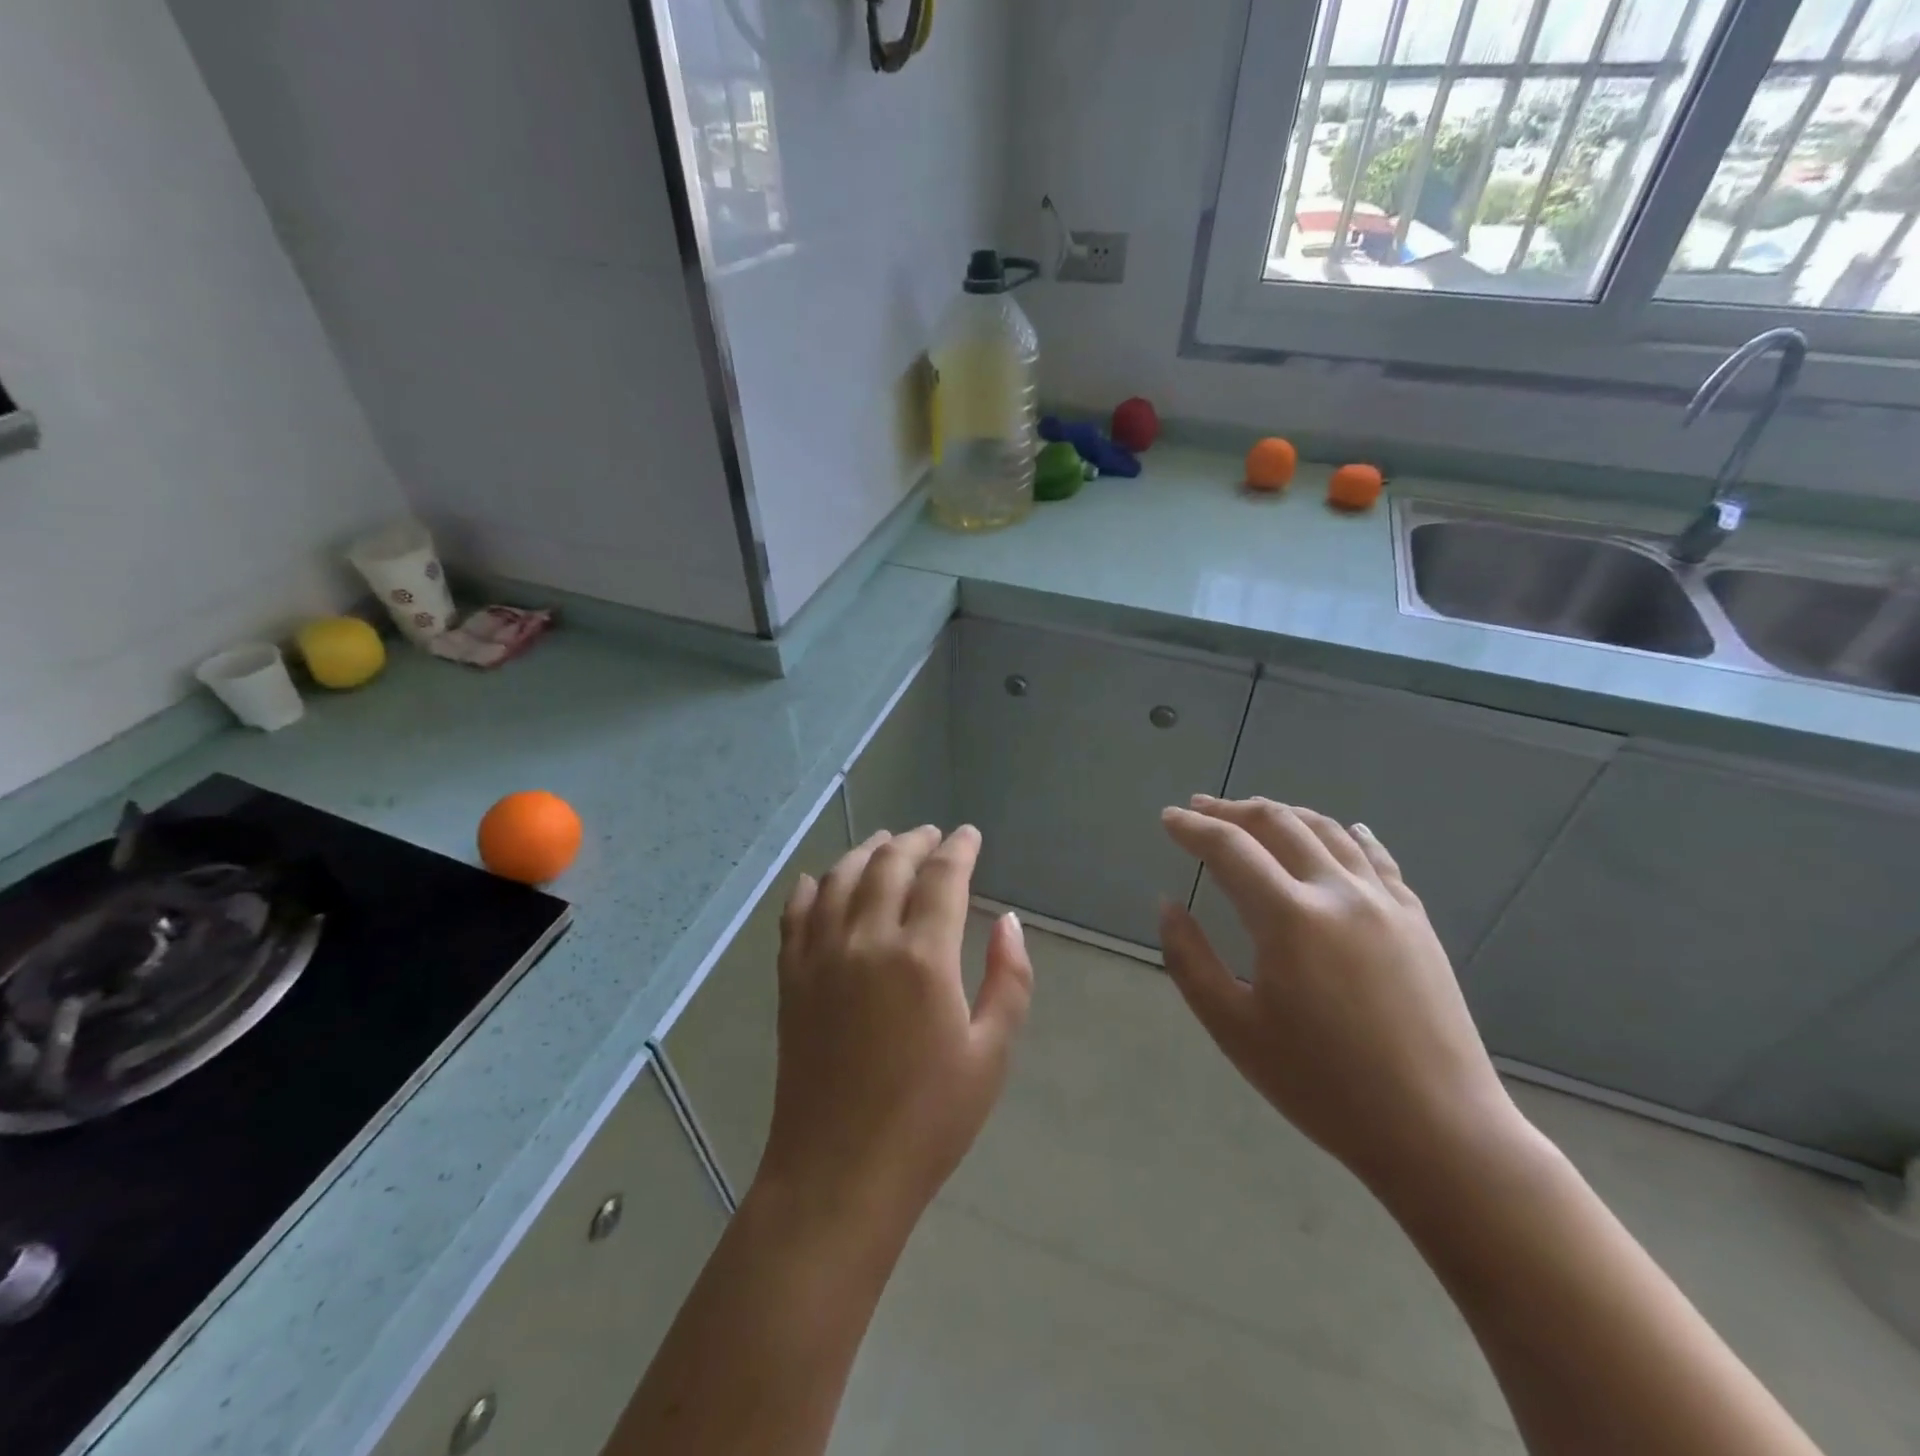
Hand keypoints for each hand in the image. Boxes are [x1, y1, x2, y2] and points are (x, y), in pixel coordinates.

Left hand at [757, 826, 1033, 1233]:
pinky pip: (796, 914)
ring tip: (884, 843)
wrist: (839, 1172)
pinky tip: (818, 879)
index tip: (970, 835)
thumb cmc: (928, 1120)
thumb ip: (1008, 980)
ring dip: (865, 852)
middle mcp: (867, 941)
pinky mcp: (790, 978)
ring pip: (839, 878)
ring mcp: (821, 956)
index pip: (943, 877)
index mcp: (923, 957)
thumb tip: (1009, 922)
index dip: (959, 848)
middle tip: (932, 835)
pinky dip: (810, 887)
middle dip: (914, 841)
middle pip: (889, 865)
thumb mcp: (990, 1054)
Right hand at [1159, 797, 1522, 1194]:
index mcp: (1289, 918)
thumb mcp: (1234, 1030)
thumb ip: (1189, 960)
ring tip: (1255, 814)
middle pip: (1278, 824)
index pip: (1229, 849)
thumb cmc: (1323, 1086)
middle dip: (1232, 810)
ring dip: (1284, 814)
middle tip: (1201, 808)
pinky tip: (1342, 830)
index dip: (1193, 828)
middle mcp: (1338, 892)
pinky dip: (1346, 834)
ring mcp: (1384, 902)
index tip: (1168, 818)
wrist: (1439, 1132)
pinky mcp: (1416, 920)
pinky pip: (1375, 857)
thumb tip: (1168, 905)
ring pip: (1327, 830)